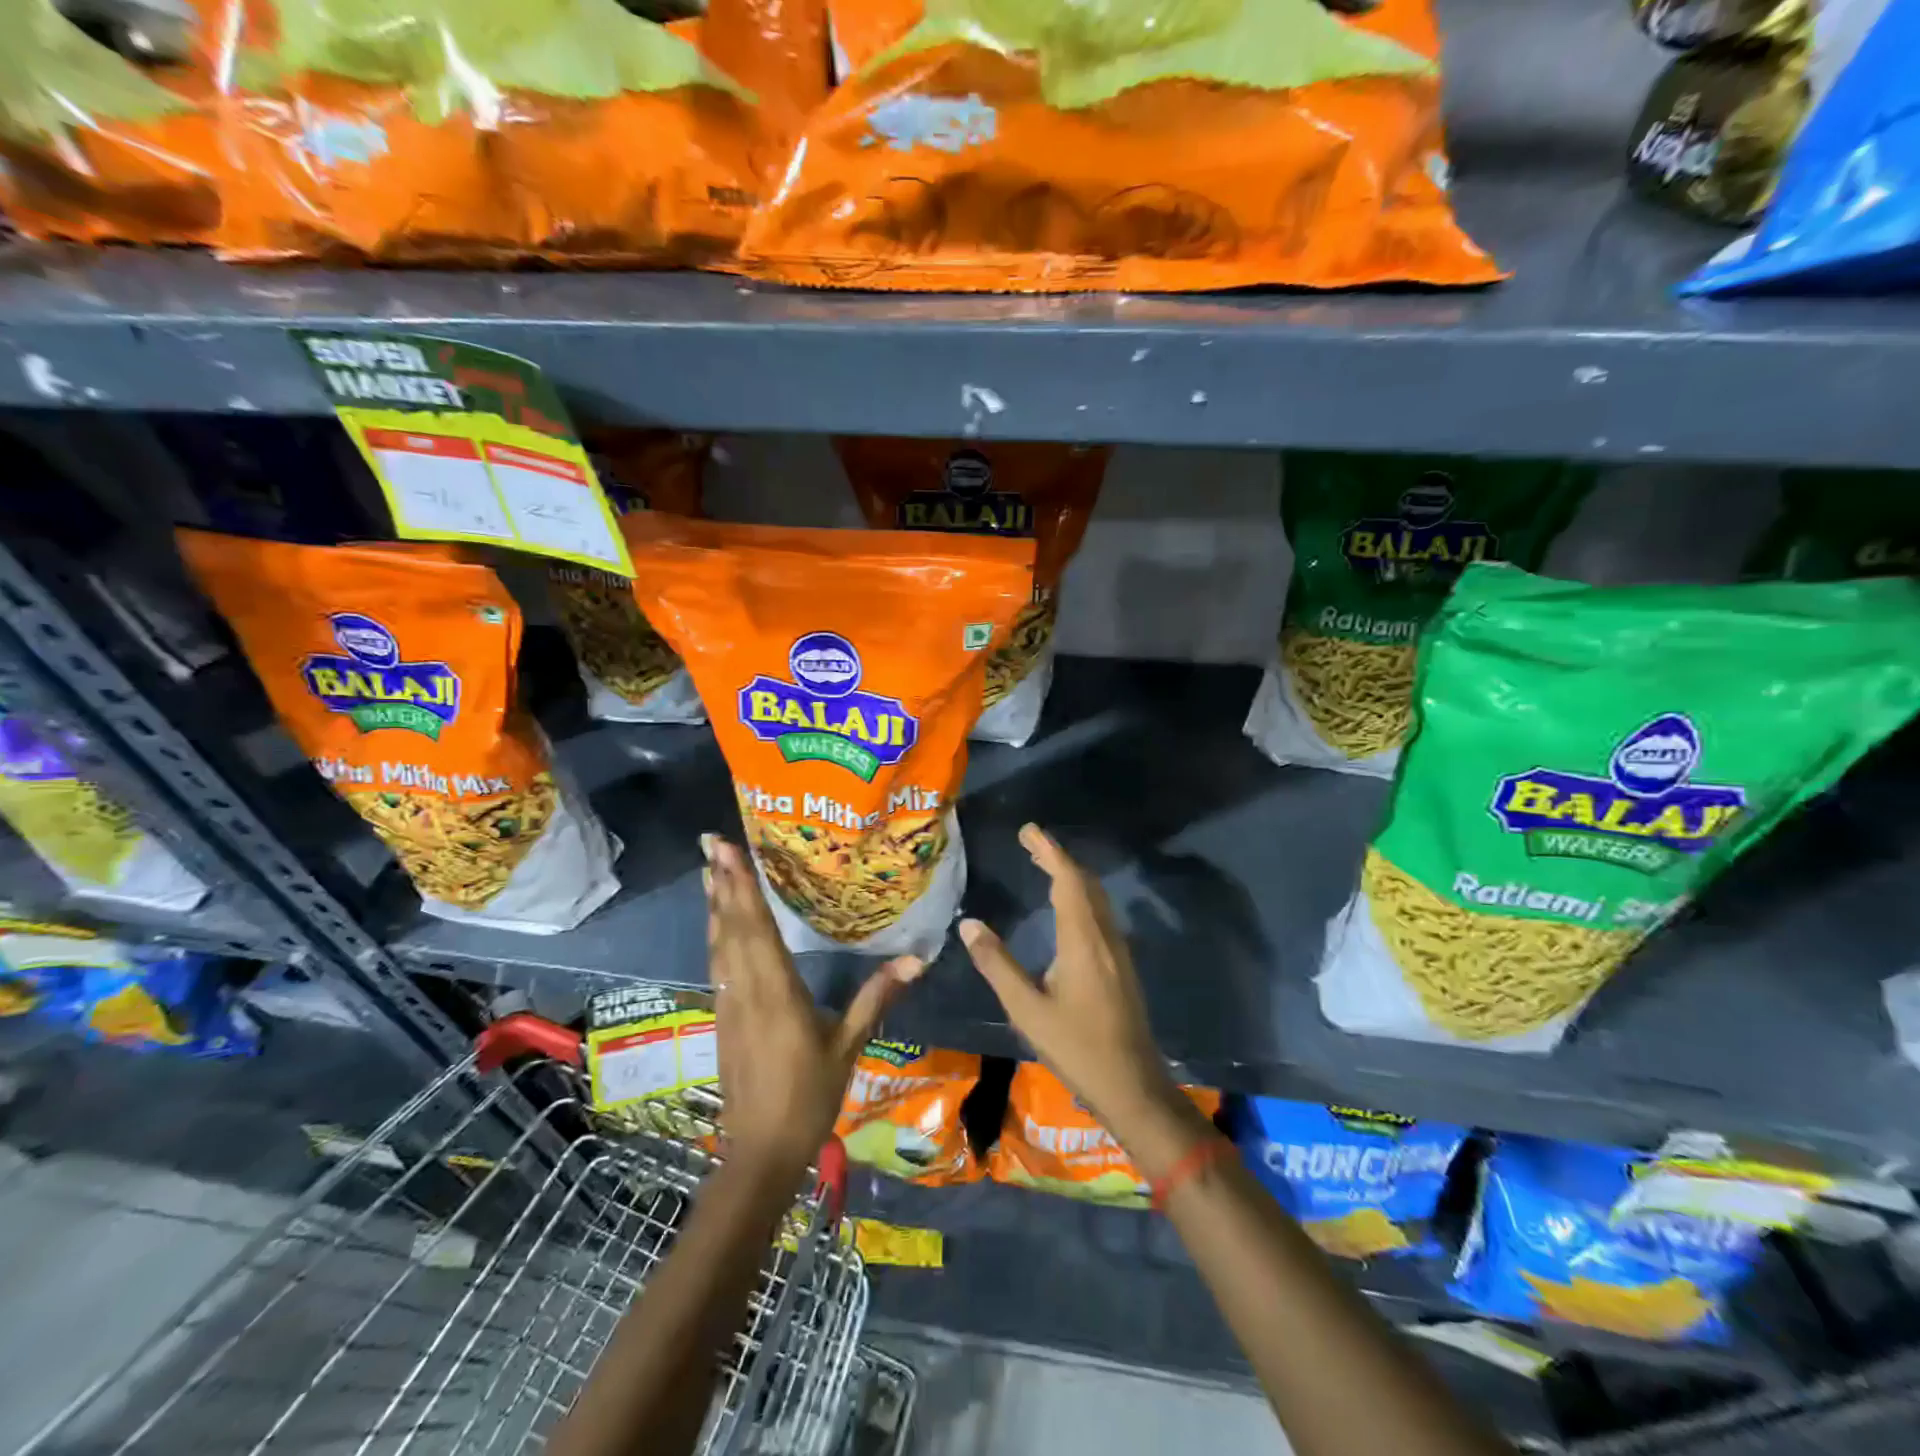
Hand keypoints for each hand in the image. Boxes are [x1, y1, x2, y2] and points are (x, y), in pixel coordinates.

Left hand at [704, 835, 923, 1183]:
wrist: (759, 1152)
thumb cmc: (809, 1098)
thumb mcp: (847, 1048)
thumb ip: (876, 999)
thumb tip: (916, 959)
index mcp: (776, 992)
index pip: (757, 929)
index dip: (743, 888)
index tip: (728, 852)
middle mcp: (746, 990)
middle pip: (732, 928)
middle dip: (723, 883)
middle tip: (712, 843)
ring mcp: (729, 1003)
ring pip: (719, 944)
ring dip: (715, 905)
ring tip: (710, 870)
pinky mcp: (723, 1017)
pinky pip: (718, 963)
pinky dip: (717, 934)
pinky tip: (718, 923)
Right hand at [959, 824, 1202, 1175]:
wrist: (1132, 1085)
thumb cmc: (1076, 1047)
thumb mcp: (1026, 1009)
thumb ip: (997, 964)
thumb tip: (969, 924)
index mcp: (1082, 941)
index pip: (1067, 881)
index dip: (1049, 851)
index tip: (1029, 830)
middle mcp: (1104, 937)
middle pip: (1084, 883)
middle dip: (1058, 858)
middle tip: (1030, 843)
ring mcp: (1118, 952)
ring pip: (1096, 899)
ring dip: (1071, 877)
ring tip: (1044, 867)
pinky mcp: (1122, 967)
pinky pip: (1100, 915)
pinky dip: (1080, 897)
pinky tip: (1066, 910)